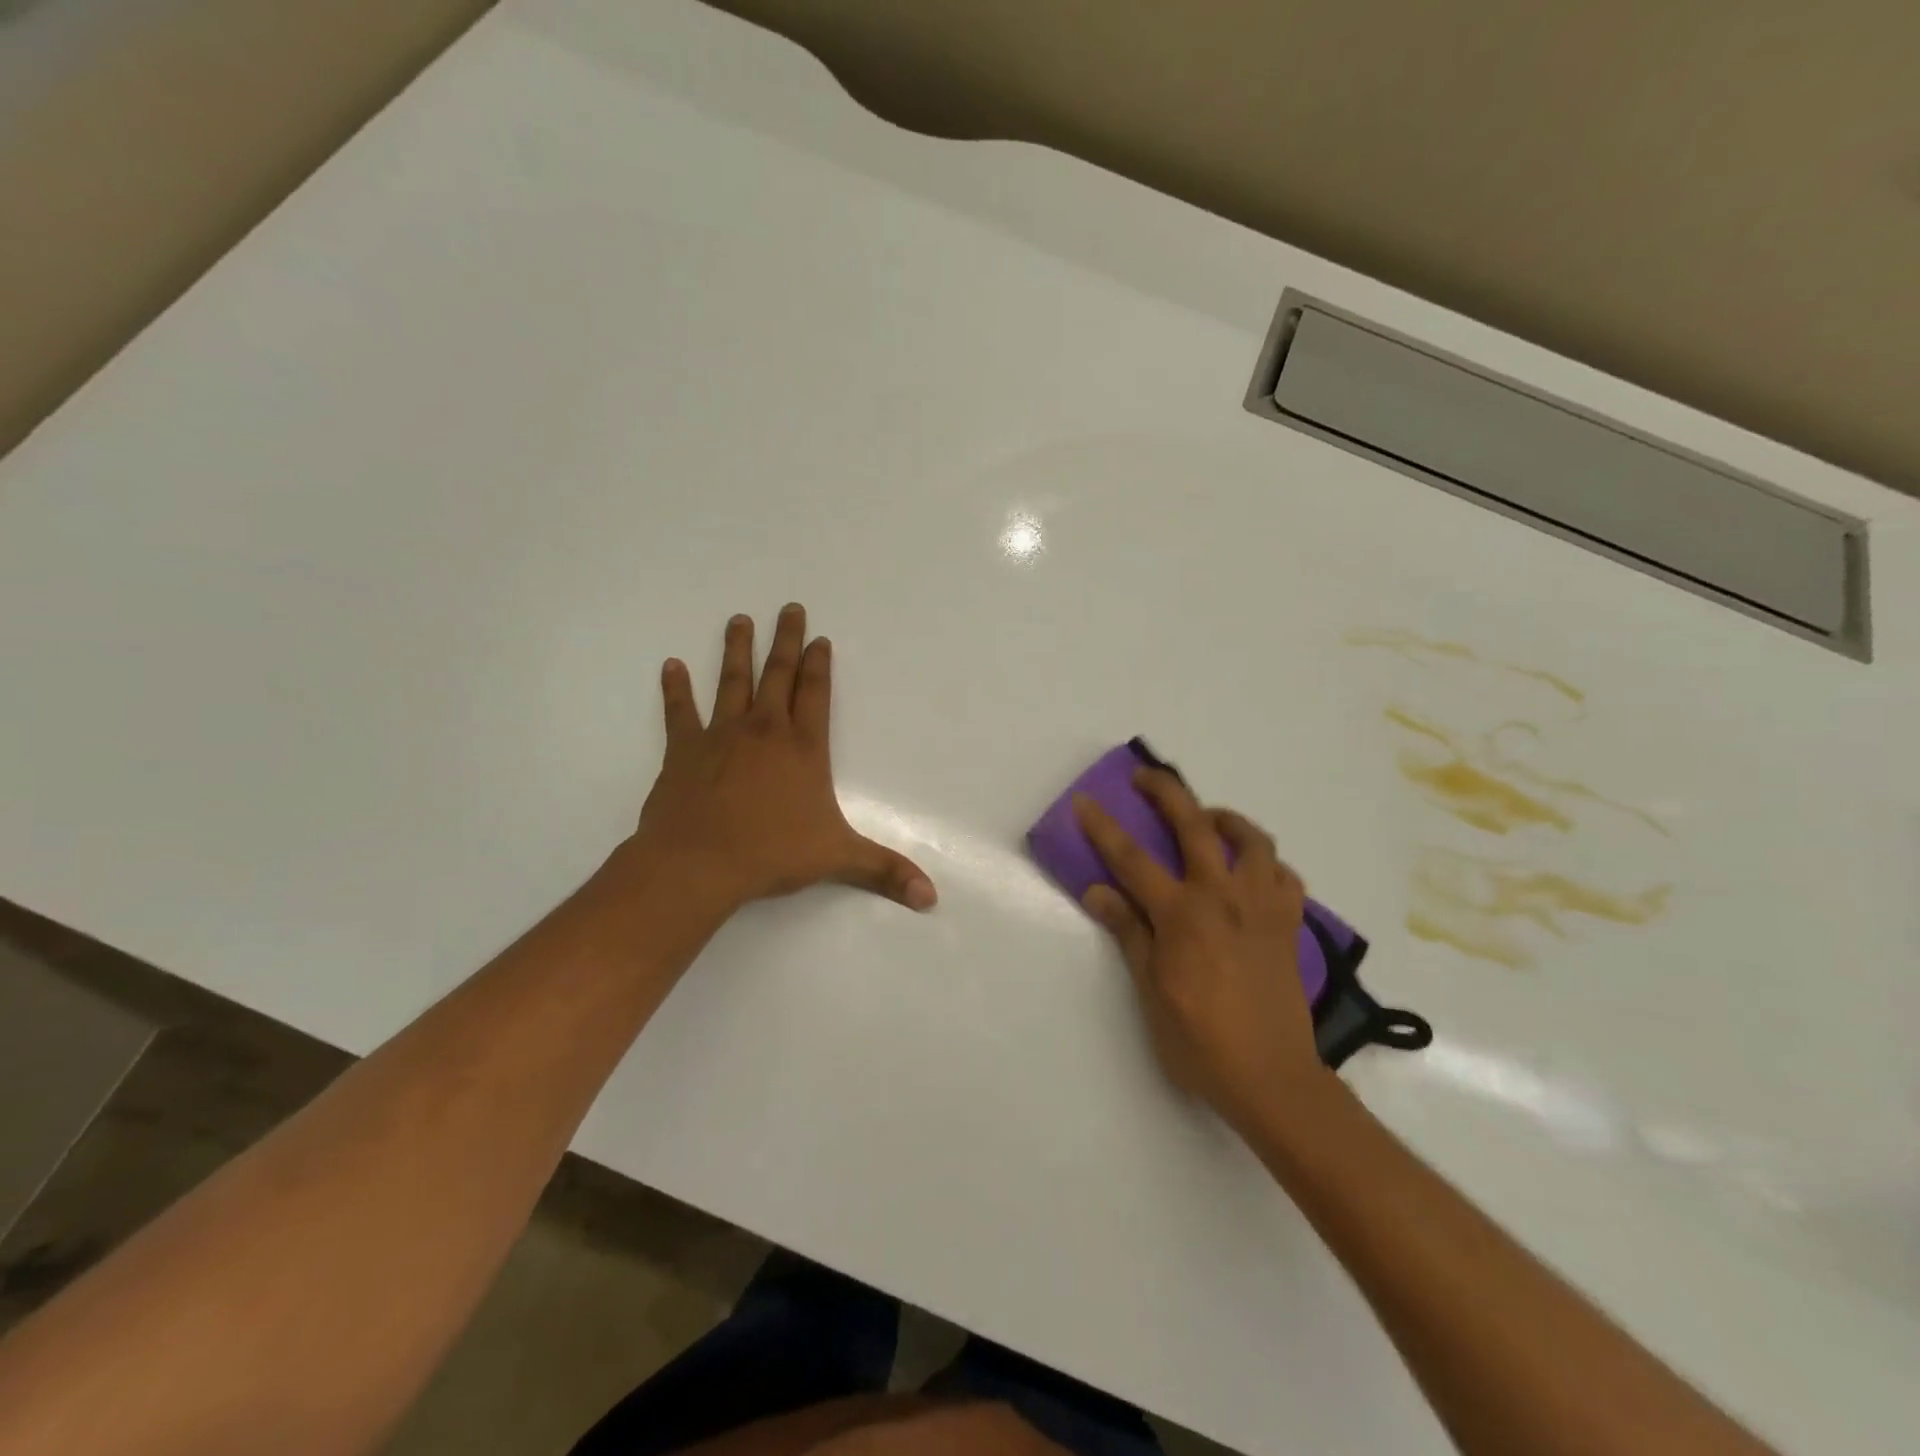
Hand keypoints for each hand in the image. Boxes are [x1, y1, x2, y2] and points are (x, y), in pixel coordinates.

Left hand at [624, 604, 936, 915]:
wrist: (699, 863)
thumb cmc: (772, 854)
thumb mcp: (837, 859)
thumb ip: (885, 871)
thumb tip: (931, 897)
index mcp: (803, 748)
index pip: (816, 694)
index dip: (820, 664)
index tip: (820, 637)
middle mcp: (764, 730)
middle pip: (778, 674)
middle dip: (786, 640)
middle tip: (788, 607)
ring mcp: (721, 736)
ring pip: (732, 682)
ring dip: (737, 650)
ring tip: (739, 620)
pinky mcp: (684, 750)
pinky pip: (680, 712)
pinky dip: (676, 689)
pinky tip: (671, 665)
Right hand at [1075, 771, 1325, 1132]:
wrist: (1272, 1078)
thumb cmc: (1200, 1040)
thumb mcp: (1150, 990)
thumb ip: (1128, 932)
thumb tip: (1098, 891)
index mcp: (1182, 914)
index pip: (1132, 859)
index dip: (1104, 828)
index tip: (1086, 802)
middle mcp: (1223, 897)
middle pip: (1194, 826)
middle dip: (1167, 792)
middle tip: (1147, 778)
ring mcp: (1262, 907)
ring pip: (1252, 840)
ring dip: (1226, 819)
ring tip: (1209, 820)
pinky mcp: (1289, 924)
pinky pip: (1284, 876)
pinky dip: (1266, 864)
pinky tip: (1252, 872)